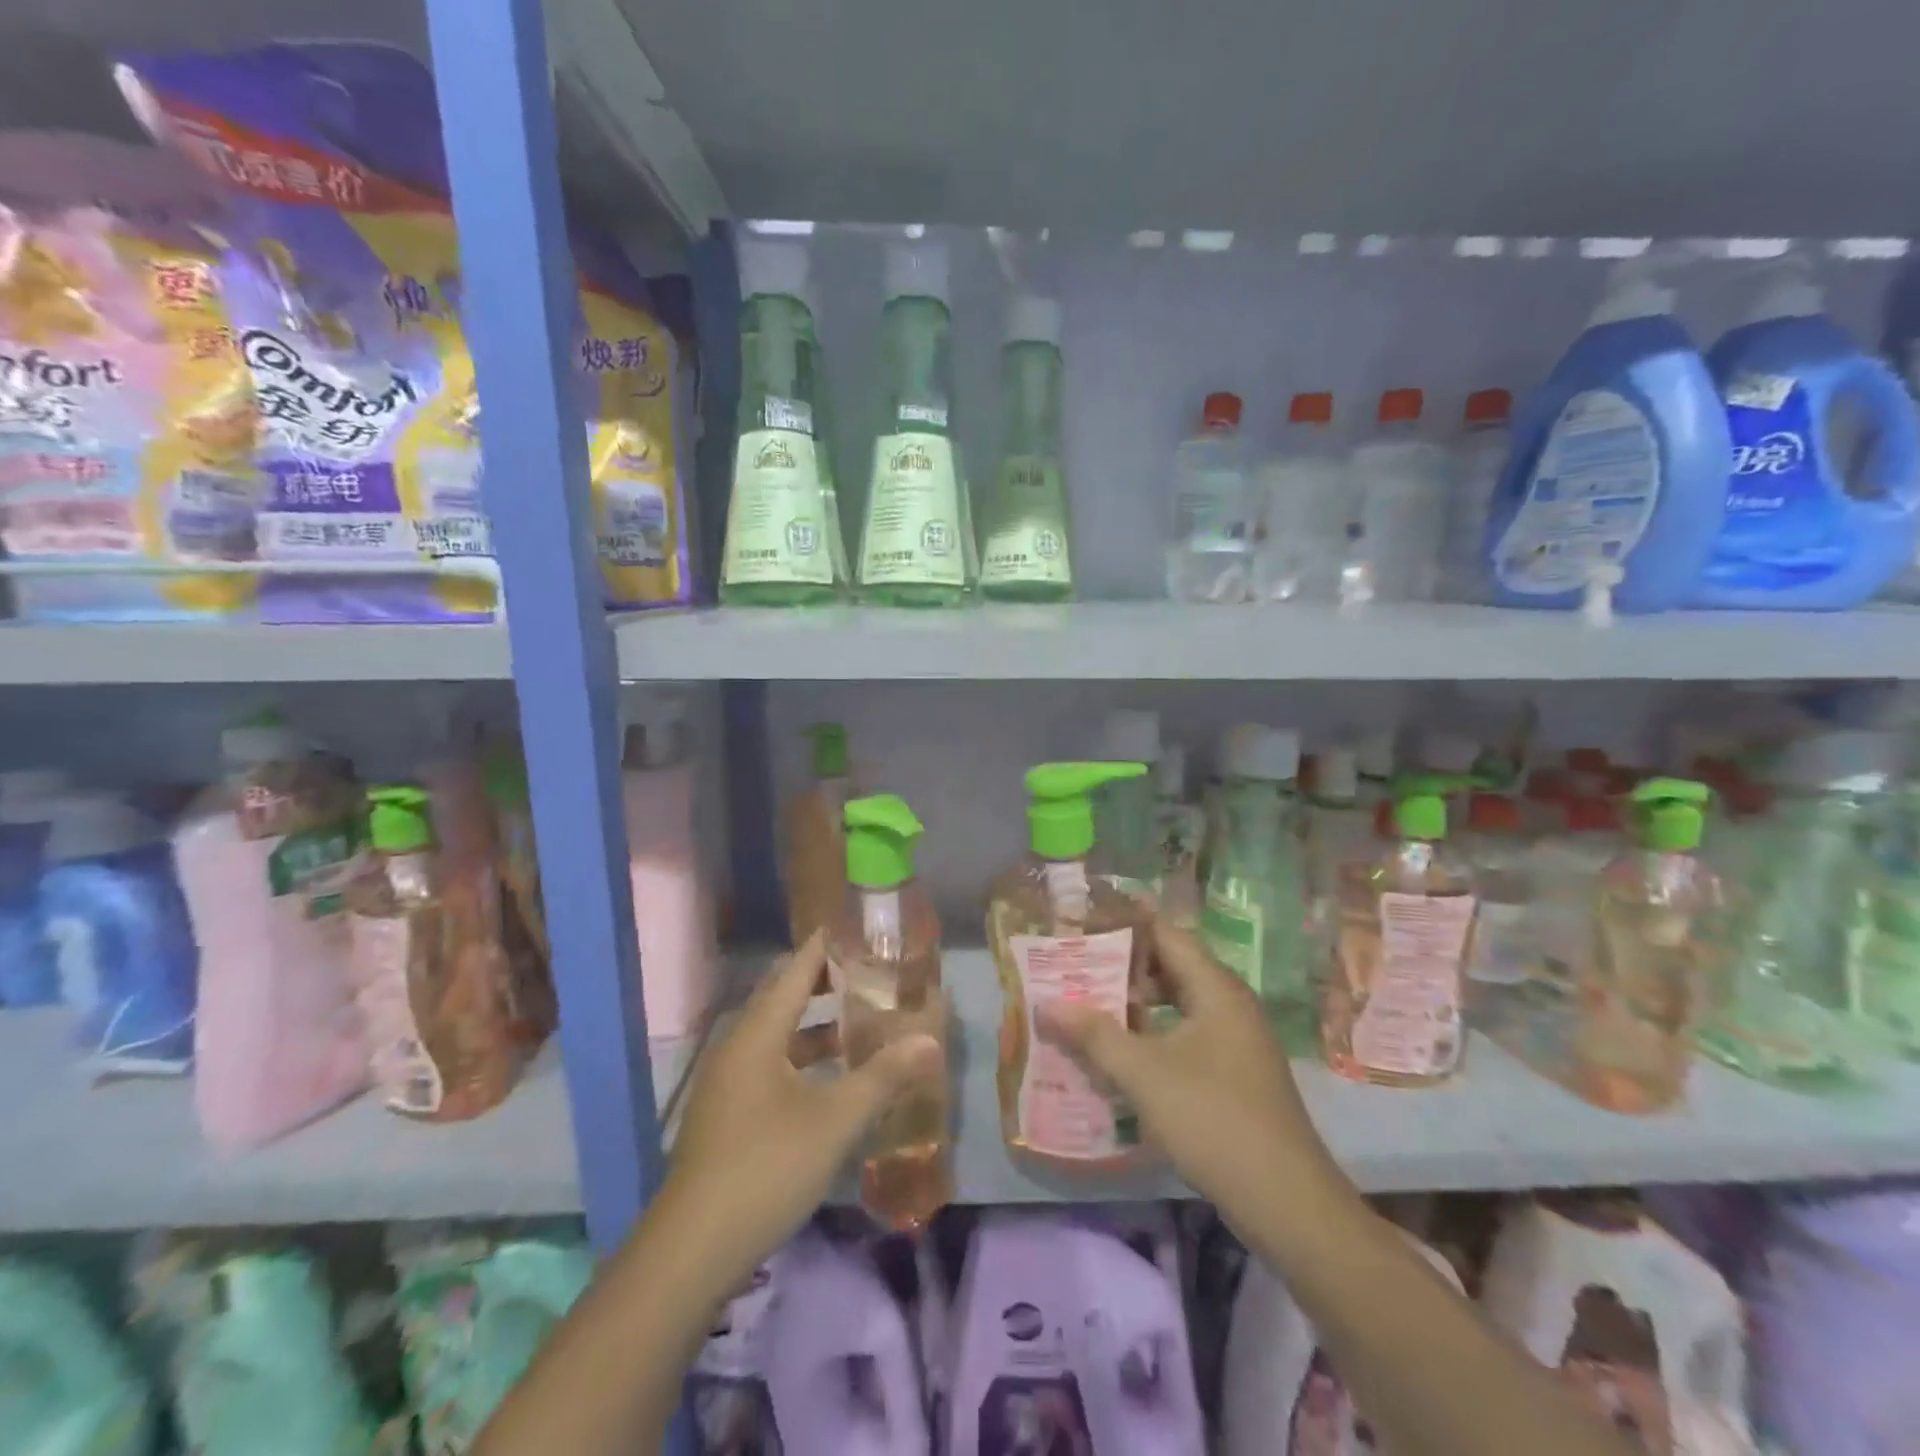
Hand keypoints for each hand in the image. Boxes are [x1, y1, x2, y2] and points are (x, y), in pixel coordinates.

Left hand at [655, 931, 942, 1288]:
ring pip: (777, 1033)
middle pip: (784, 995)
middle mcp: (739, 1044)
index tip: (860, 928)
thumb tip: (931, 1041)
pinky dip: (802, 1056)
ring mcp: (729, 1080)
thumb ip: (883, 1076)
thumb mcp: (834, 1120)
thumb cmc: (766, 1167)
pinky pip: (770, 1062)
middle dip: (825, 979)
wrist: (692, 1250)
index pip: (797, 968)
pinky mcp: (728, 1112)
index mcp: (759, 1031)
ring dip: (816, 1022)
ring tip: (860, 1019)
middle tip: (871, 970)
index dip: (826, 945)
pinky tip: (831, 1077)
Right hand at [1038, 918, 1340, 1222]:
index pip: (1166, 934)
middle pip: (1172, 967)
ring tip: (1091, 1009)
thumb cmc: (1213, 1119)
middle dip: (1124, 966)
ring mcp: (1237, 1041)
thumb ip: (1093, 1034)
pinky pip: (1188, 1035)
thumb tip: (1046, 1005)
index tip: (1083, 923)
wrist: (1287, 1202)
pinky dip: (1154, 1034)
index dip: (1125, 925)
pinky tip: (1124, 1056)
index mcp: (1216, 989)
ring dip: (1137, 1004)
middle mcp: (1230, 1004)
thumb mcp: (1143, 1073)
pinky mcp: (1237, 1073)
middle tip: (1077, 967)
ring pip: (1179, 1004)